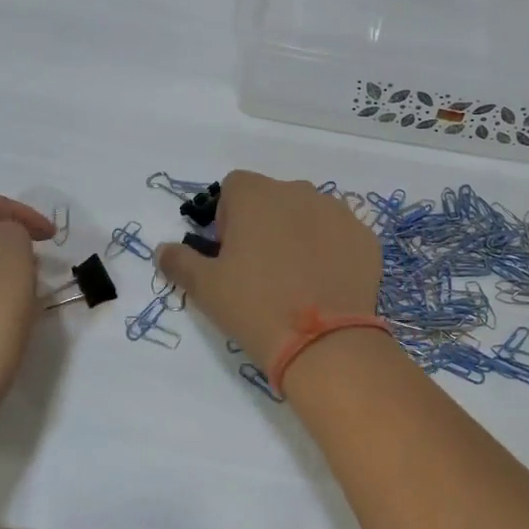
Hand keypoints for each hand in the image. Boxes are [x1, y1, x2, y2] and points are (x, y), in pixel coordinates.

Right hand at [155, 171, 382, 375]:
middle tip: (261, 269)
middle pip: (274, 197)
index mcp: (257, 195)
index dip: (227, 217)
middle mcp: (299, 192)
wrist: (324, 341)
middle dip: (265, 223)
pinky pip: (341, 235)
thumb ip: (180, 261)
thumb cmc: (255, 306)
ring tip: (297, 278)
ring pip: (310, 214)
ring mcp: (338, 212)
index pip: (235, 187)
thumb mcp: (205, 288)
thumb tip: (162, 249)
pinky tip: (326, 284)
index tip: (229, 252)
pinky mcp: (365, 237)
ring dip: (300, 233)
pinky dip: (332, 250)